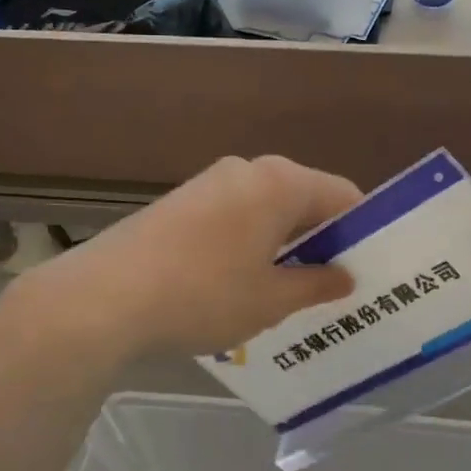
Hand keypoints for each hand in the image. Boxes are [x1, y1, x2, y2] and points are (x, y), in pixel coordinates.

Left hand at [5, 155, 360, 362]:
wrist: (103, 299)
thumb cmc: (204, 295)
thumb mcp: (271, 300)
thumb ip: (316, 284)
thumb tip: (345, 277)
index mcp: (280, 182)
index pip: (342, 195)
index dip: (361, 231)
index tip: (367, 268)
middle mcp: (247, 170)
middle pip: (303, 198)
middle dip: (321, 239)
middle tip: (331, 286)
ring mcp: (209, 183)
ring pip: (267, 208)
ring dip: (284, 243)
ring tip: (286, 291)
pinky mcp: (180, 202)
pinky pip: (235, 216)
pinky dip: (250, 242)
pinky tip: (239, 283)